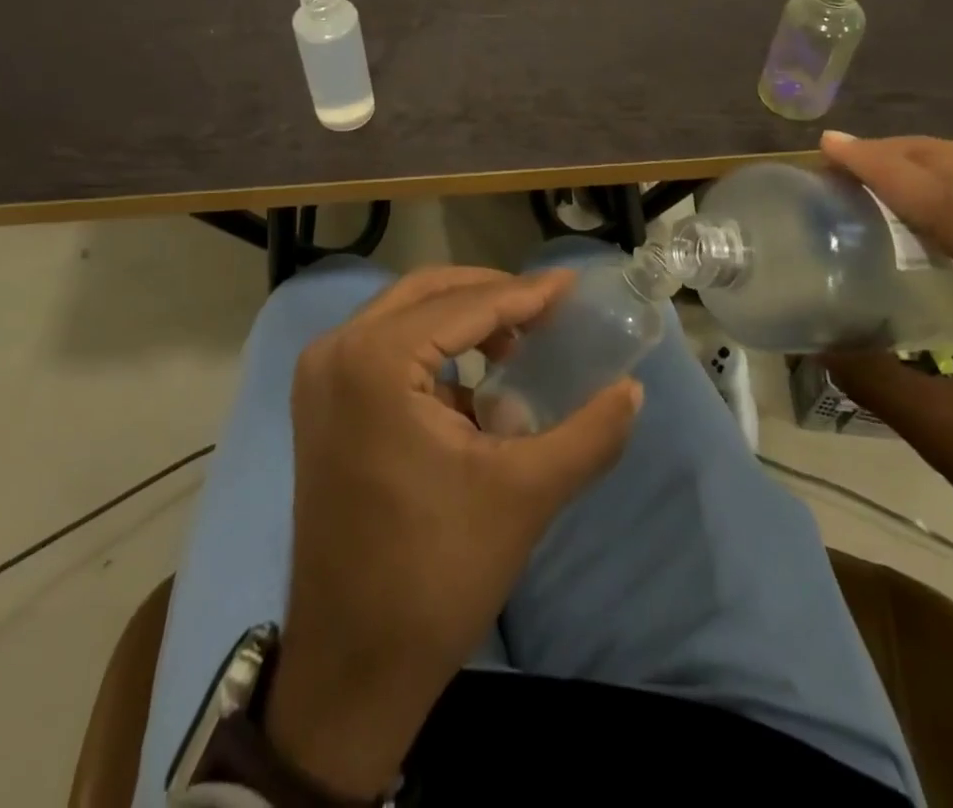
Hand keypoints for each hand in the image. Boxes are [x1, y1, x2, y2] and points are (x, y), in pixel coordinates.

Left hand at [264, 267, 641, 799]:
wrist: (351, 666)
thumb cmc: (435, 574)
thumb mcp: (525, 494)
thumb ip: (589, 434)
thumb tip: (633, 389)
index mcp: (374, 361)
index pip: (464, 305)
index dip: (524, 294)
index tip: (571, 287)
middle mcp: (336, 350)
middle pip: (427, 294)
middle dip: (490, 296)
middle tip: (546, 310)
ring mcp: (319, 376)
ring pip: (403, 316)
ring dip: (461, 319)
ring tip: (516, 345)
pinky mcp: (320, 402)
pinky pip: (383, 348)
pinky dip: (431, 351)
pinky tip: (472, 386)